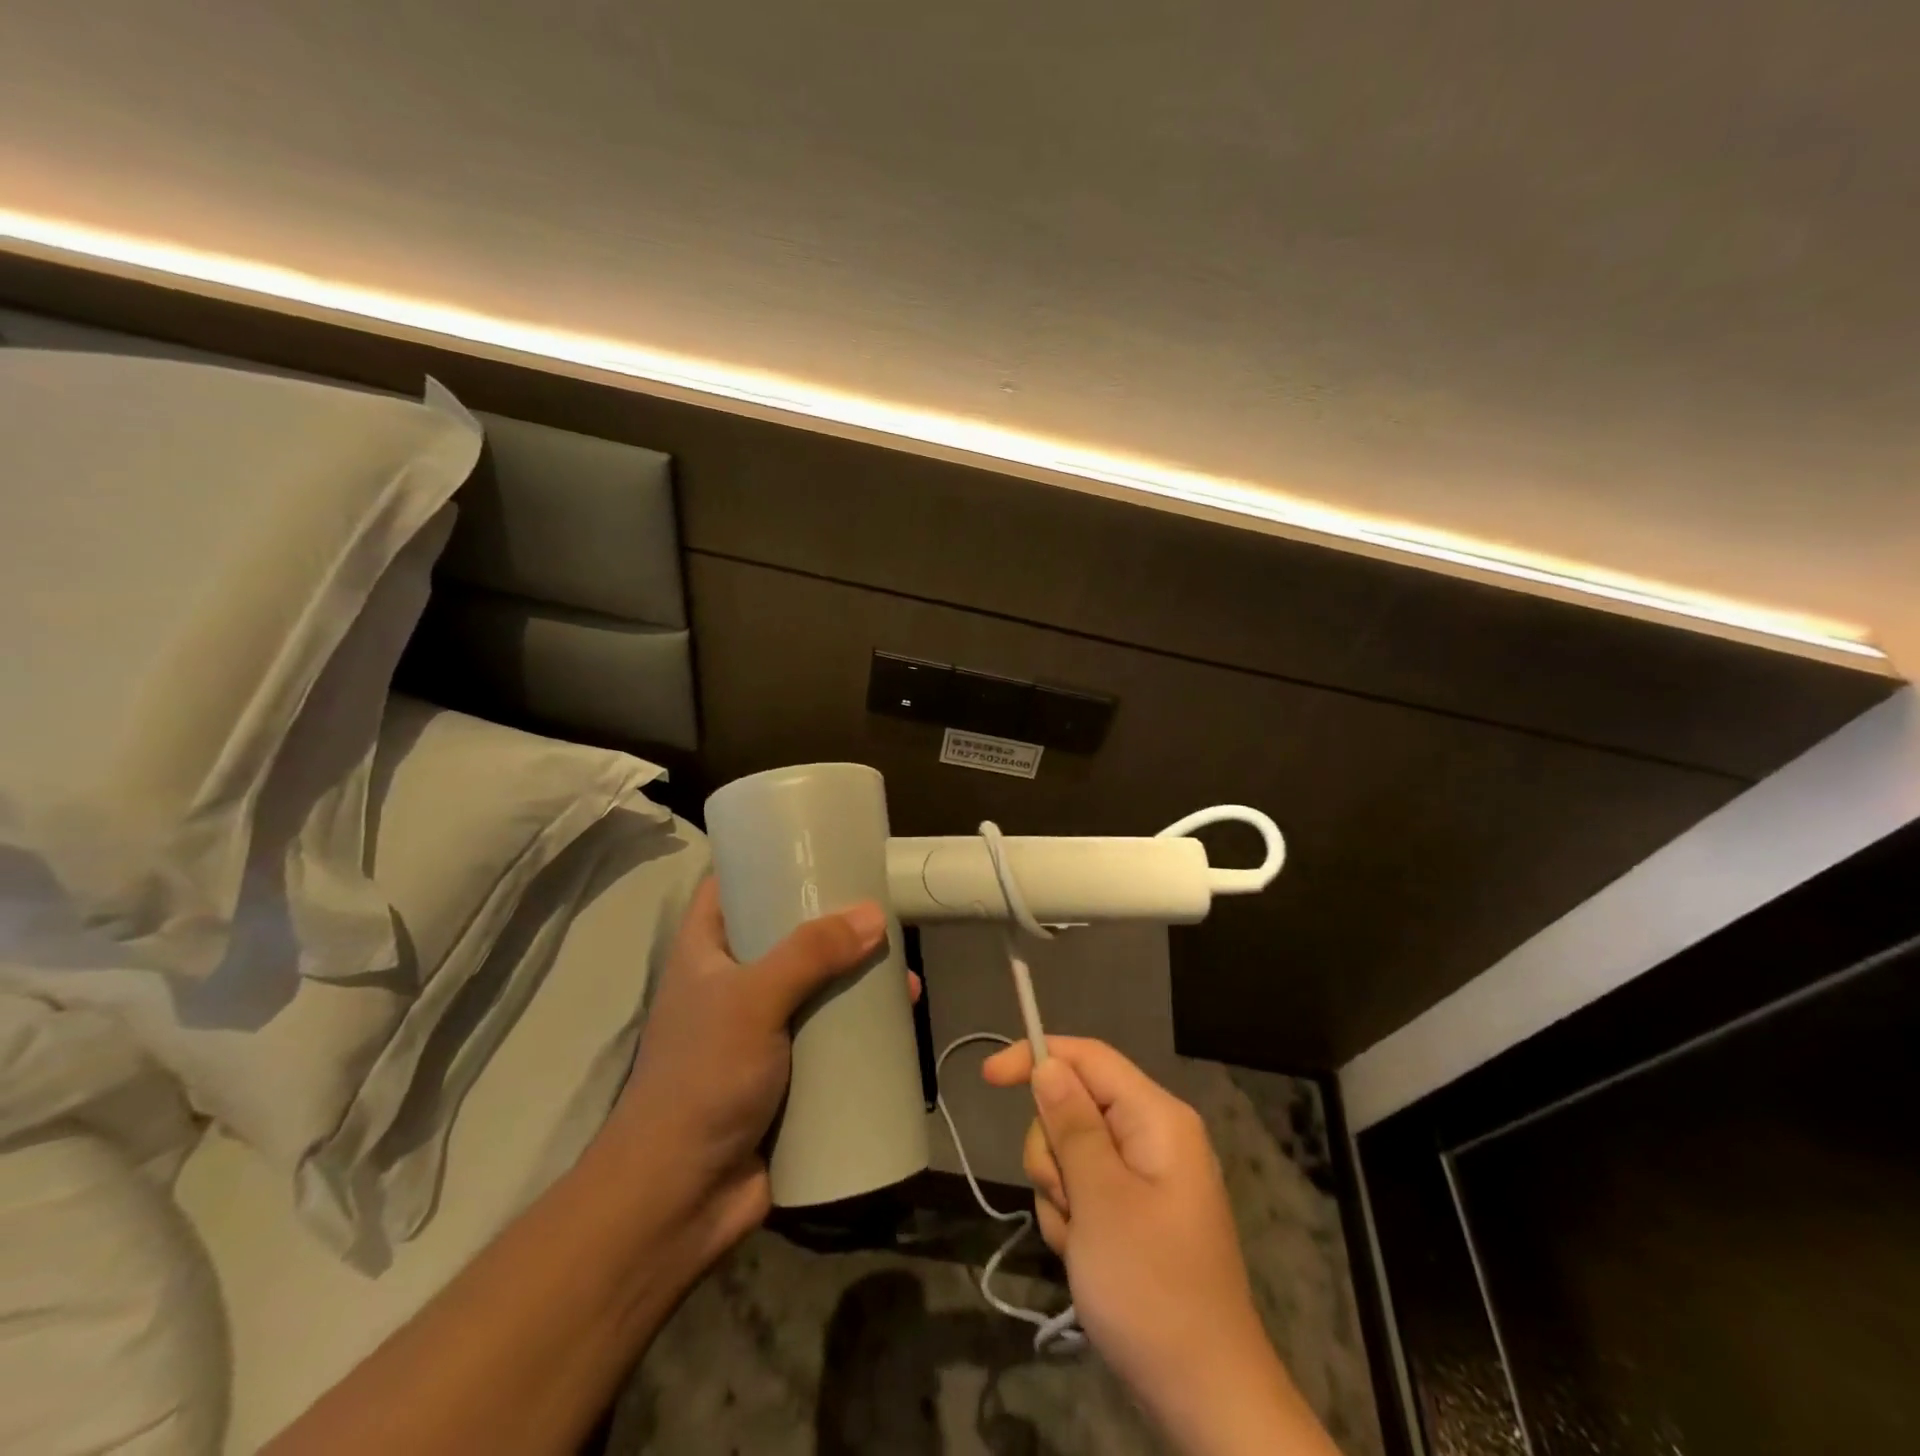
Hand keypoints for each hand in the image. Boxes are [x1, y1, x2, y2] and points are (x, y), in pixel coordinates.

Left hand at [597, 878, 888, 1258]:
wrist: (680, 1198)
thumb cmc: (702, 1079)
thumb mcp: (752, 1001)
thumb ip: (810, 954)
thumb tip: (875, 914)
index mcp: (706, 952)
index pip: (730, 886)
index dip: (766, 862)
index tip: (818, 848)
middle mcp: (733, 983)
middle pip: (787, 936)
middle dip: (834, 926)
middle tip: (882, 912)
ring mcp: (761, 1030)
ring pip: (816, 988)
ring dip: (857, 981)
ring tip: (903, 976)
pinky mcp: (787, 1072)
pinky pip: (829, 1037)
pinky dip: (861, 1028)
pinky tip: (898, 1023)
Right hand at [982, 1038, 1338, 1455]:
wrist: (1204, 1399)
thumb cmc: (1152, 1290)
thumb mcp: (1101, 1200)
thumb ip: (1071, 1125)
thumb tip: (1048, 1064)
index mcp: (1157, 1118)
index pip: (1088, 1058)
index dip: (1037, 1057)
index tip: (988, 1078)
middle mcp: (1153, 1136)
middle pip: (1074, 1106)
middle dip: (1053, 1152)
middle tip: (1069, 1201)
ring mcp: (1144, 1176)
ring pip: (1070, 1151)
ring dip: (1060, 1194)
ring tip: (1082, 1243)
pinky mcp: (1134, 1211)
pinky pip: (1082, 1190)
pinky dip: (1072, 1219)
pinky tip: (1086, 1258)